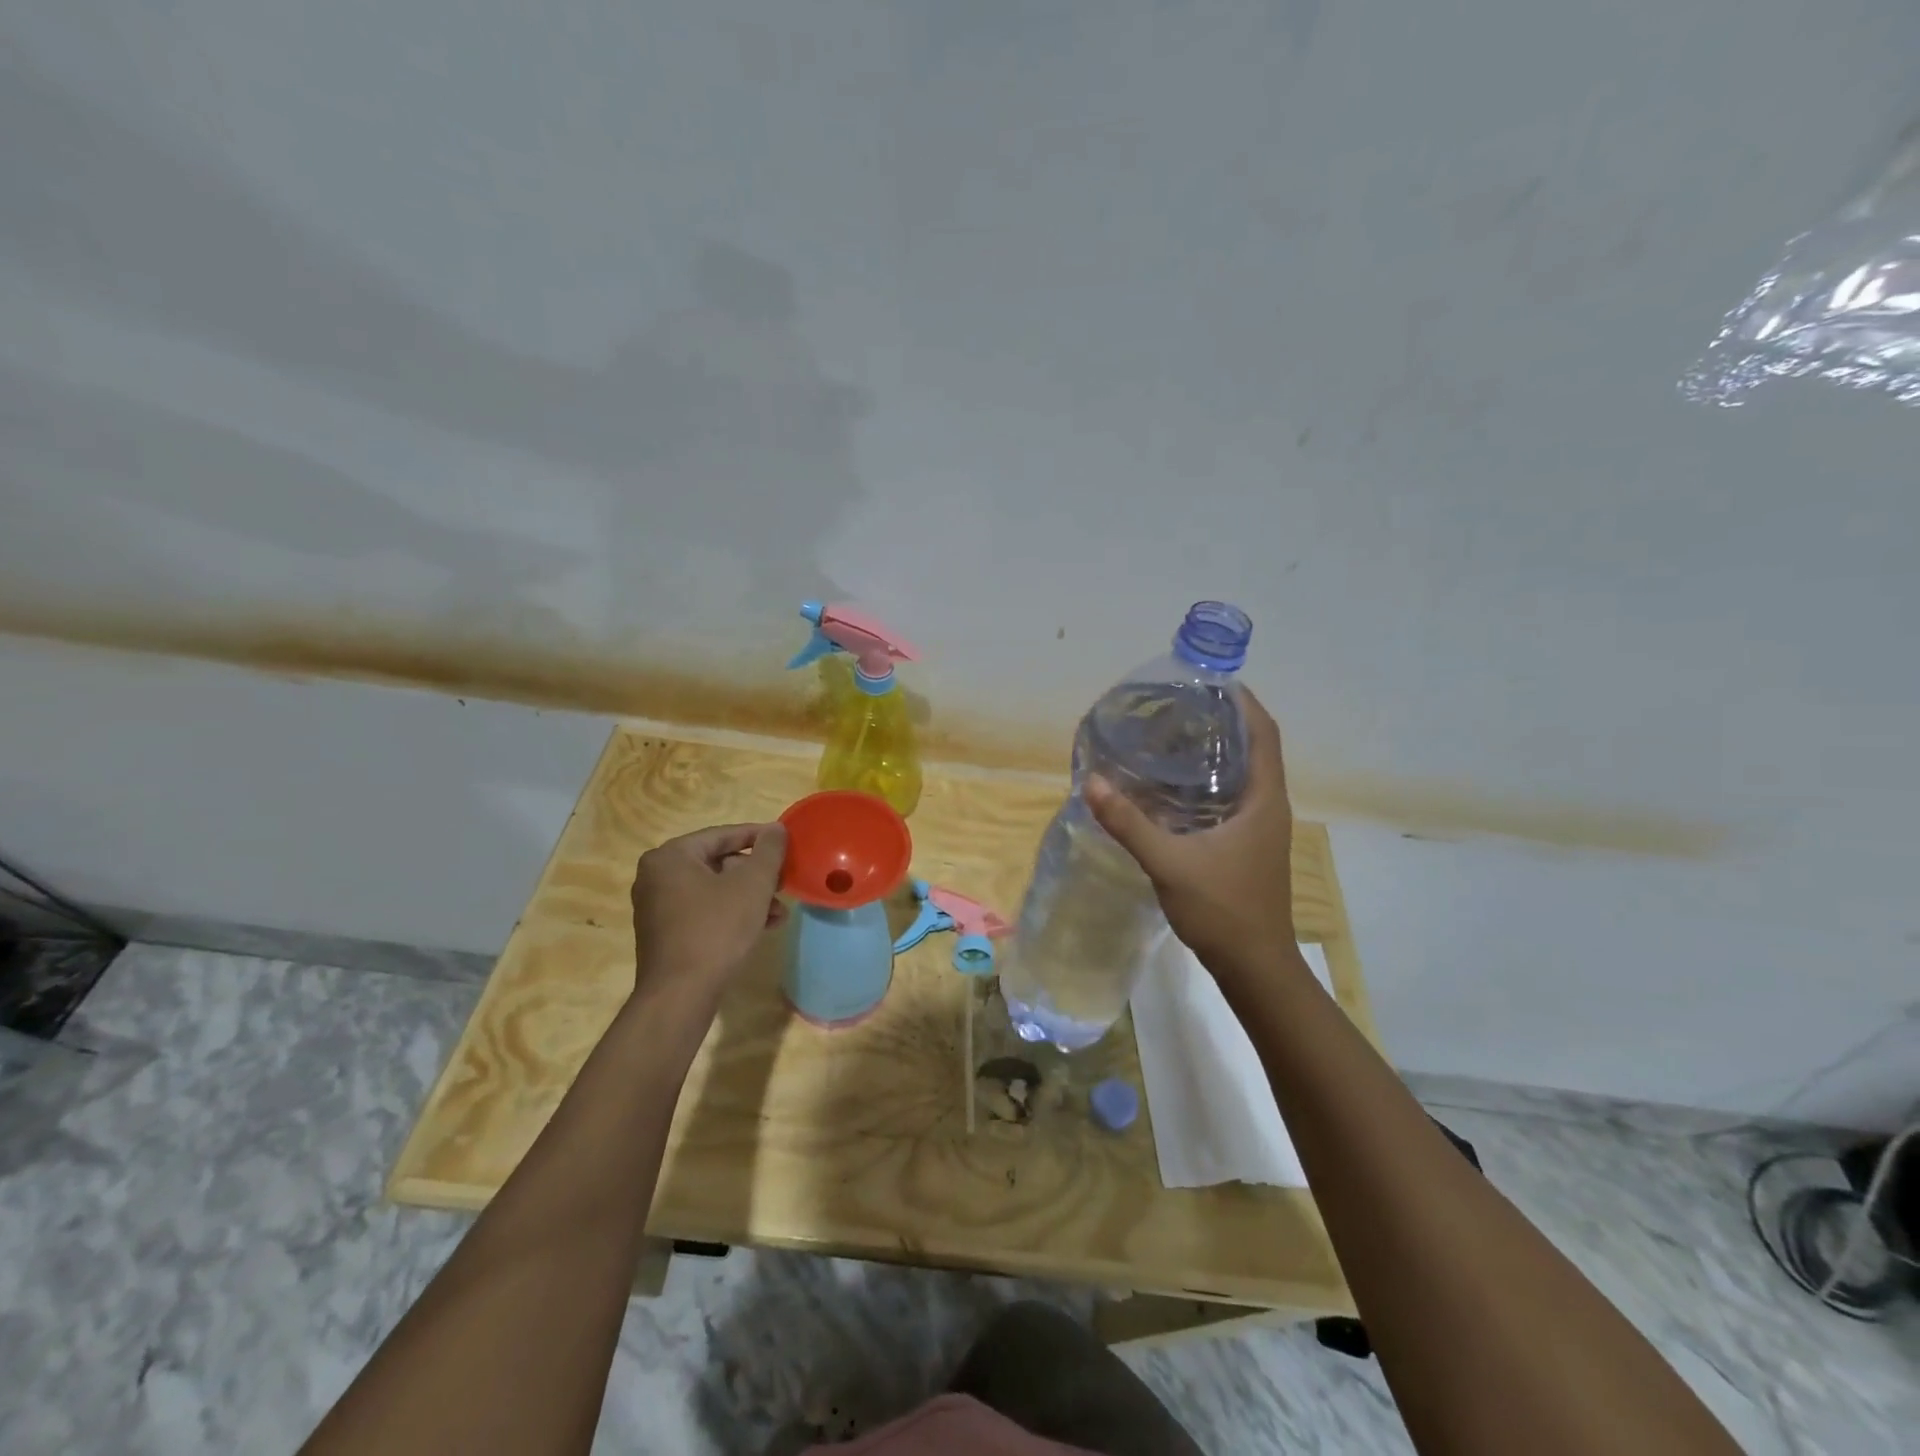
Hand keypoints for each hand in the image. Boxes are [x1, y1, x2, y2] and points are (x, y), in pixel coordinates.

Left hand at [630, 823, 788, 1003]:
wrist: (680, 995)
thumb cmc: (717, 929)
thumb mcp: (753, 884)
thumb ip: (769, 851)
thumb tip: (776, 829)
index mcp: (670, 856)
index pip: (722, 835)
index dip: (758, 837)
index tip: (786, 842)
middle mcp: (656, 876)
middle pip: (718, 863)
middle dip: (755, 875)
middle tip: (783, 883)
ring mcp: (657, 907)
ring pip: (714, 890)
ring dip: (749, 897)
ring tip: (779, 912)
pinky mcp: (664, 934)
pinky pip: (704, 911)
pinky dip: (731, 913)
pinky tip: (762, 926)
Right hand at [1084, 689, 1294, 982]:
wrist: (1255, 967)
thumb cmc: (1223, 910)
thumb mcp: (1170, 862)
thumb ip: (1129, 823)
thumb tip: (1091, 782)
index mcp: (1264, 800)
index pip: (1264, 732)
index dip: (1243, 701)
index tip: (1208, 681)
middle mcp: (1269, 807)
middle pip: (1254, 747)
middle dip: (1222, 721)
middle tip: (1176, 705)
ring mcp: (1261, 828)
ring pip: (1244, 774)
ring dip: (1216, 751)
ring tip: (1171, 736)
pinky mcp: (1248, 846)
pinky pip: (1233, 798)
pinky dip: (1209, 782)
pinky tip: (1173, 789)